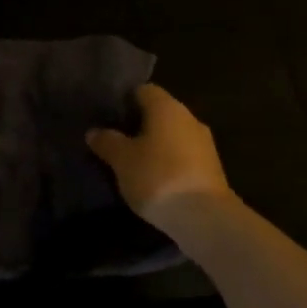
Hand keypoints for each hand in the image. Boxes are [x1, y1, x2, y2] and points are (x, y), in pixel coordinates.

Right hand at [87, 84, 234, 229]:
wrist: (203, 217)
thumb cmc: (157, 177)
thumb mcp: (122, 160)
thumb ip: (107, 142)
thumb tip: (94, 131)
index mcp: (167, 107)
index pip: (143, 90)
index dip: (124, 101)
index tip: (108, 118)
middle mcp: (189, 118)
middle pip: (159, 113)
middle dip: (138, 126)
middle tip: (116, 142)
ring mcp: (204, 143)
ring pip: (172, 136)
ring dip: (155, 146)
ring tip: (132, 164)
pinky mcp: (211, 168)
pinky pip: (183, 156)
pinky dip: (168, 162)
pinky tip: (154, 180)